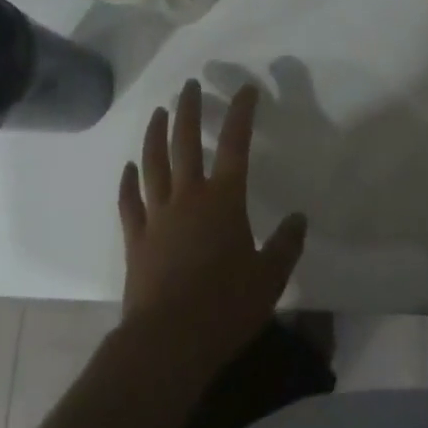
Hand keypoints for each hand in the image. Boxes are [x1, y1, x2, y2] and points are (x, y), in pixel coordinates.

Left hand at [118, 79, 307, 376]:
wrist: (168, 342)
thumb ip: (286, 245)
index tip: (245, 88)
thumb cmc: (225, 307)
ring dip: (155, 133)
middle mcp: (188, 196)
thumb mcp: (269, 278)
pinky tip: (128, 167)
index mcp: (223, 199)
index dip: (241, 112)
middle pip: (184, 141)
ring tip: (159, 112)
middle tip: (189, 84)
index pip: (235, 143)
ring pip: (153, 163)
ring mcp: (157, 215)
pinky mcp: (136, 239)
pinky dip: (128, 182)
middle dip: (188, 108)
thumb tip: (299, 218)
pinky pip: (130, 202)